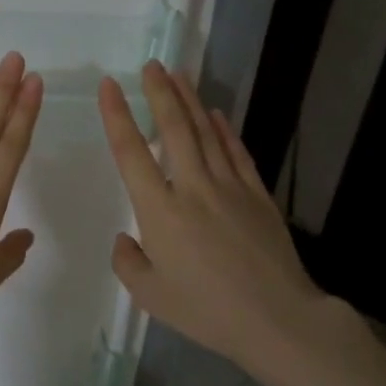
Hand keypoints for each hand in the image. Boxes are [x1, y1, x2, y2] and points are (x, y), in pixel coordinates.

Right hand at [99, 61, 342, 381]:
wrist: (277, 320)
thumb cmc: (206, 310)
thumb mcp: (149, 295)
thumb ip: (127, 261)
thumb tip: (126, 238)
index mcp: (160, 211)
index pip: (132, 152)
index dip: (117, 116)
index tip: (108, 85)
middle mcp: (193, 188)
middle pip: (174, 129)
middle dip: (159, 93)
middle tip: (150, 65)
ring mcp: (230, 188)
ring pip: (206, 133)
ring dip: (190, 101)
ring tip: (178, 75)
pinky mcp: (258, 196)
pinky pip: (238, 153)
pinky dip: (225, 129)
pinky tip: (217, 113)